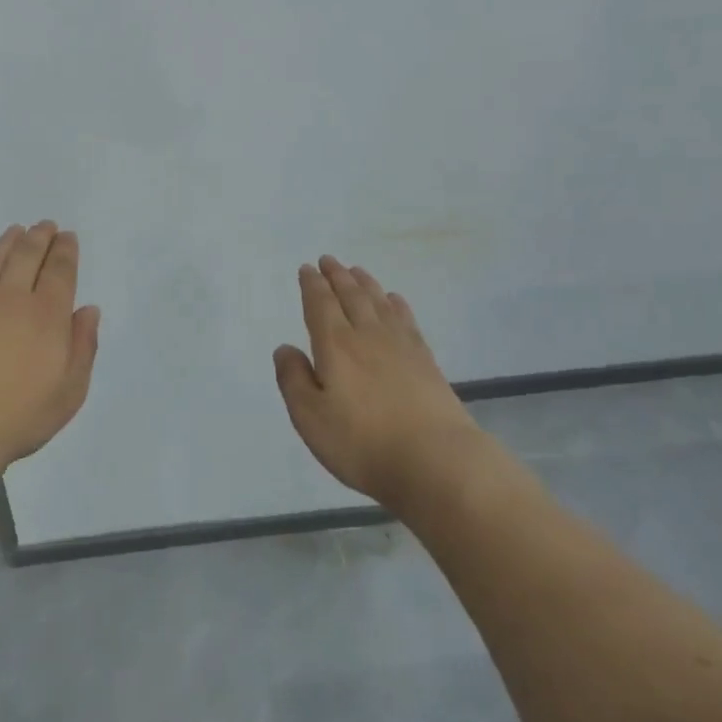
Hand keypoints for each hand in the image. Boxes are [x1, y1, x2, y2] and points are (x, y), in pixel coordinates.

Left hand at [0, 221, 100, 474]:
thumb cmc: (18, 416)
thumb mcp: (69, 392)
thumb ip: (83, 347)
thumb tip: (88, 310)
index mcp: (47, 315)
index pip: (59, 271)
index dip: (65, 251)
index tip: (68, 236)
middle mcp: (13, 298)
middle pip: (28, 256)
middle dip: (40, 238)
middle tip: (46, 225)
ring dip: (10, 242)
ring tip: (17, 231)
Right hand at [274, 256, 479, 508]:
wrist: (436, 461)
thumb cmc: (363, 442)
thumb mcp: (310, 417)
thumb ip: (293, 379)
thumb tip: (285, 348)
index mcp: (335, 345)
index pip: (320, 305)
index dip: (311, 285)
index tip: (306, 269)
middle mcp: (367, 336)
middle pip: (351, 296)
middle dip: (337, 276)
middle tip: (328, 260)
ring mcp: (401, 346)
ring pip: (379, 303)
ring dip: (365, 283)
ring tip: (357, 270)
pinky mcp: (426, 362)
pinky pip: (406, 320)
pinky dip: (396, 304)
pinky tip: (395, 300)